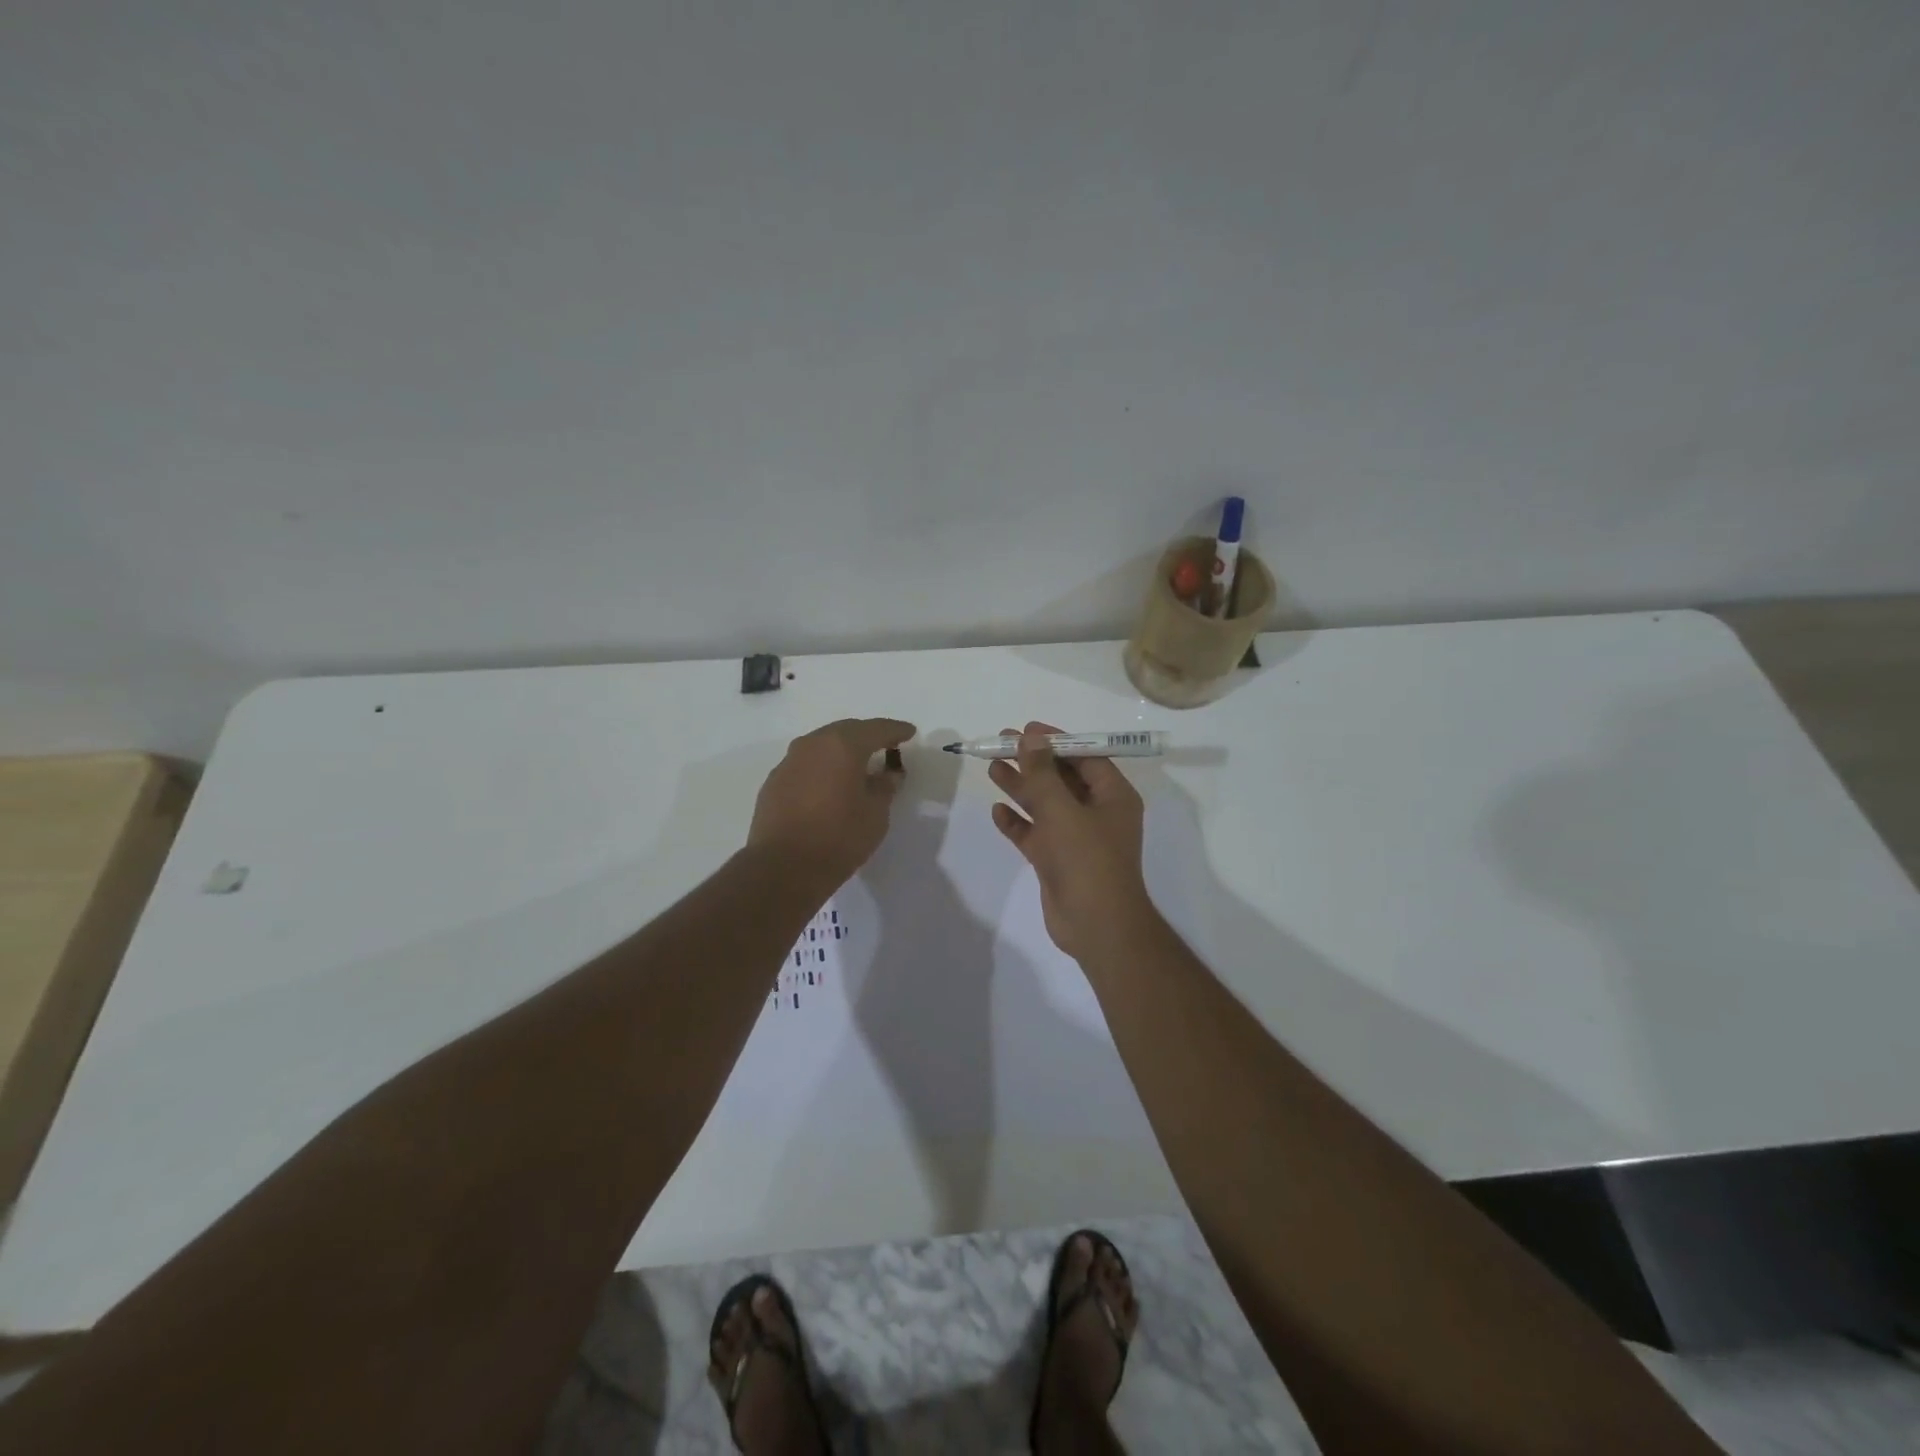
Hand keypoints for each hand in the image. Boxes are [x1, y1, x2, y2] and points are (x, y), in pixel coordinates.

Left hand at [748, 718, 914, 883]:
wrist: (783, 867)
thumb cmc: (839, 837)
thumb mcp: (875, 814)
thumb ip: (885, 787)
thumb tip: (888, 774)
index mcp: (843, 746)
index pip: (876, 729)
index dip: (895, 730)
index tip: (910, 732)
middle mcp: (813, 744)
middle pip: (846, 731)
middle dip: (867, 736)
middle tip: (885, 745)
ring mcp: (789, 761)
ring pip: (822, 745)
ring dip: (841, 751)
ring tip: (858, 764)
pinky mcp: (774, 781)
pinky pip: (806, 764)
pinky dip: (822, 767)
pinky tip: (829, 784)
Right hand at [988, 720, 1157, 961]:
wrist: (1096, 927)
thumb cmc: (1087, 860)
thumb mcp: (1063, 810)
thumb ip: (1043, 773)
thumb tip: (1030, 738)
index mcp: (1113, 797)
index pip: (1085, 757)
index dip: (1056, 742)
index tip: (1026, 730)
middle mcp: (1097, 813)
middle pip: (1062, 778)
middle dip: (1032, 762)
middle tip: (1000, 744)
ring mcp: (1077, 838)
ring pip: (1046, 805)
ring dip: (1021, 787)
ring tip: (991, 768)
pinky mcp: (1058, 861)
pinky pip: (1036, 834)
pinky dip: (1018, 823)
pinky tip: (997, 812)